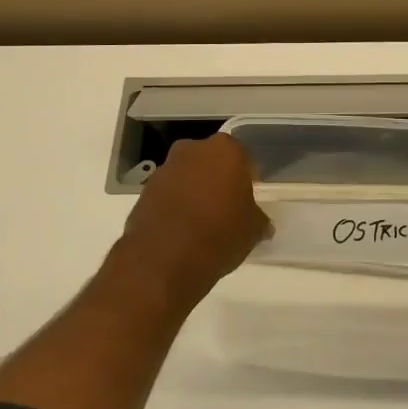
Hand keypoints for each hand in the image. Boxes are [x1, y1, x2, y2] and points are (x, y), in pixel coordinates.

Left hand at [113, 135, 270, 308]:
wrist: (163, 259)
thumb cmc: (219, 235)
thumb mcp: (252, 231)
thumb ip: (258, 220)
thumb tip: (262, 225)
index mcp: (225, 150)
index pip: (242, 157)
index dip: (247, 177)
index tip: (248, 197)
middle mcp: (193, 149)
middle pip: (211, 161)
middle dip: (218, 179)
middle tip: (226, 207)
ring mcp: (165, 168)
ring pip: (188, 175)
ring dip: (194, 191)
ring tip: (202, 223)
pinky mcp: (144, 190)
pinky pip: (168, 193)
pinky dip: (175, 205)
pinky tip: (181, 230)